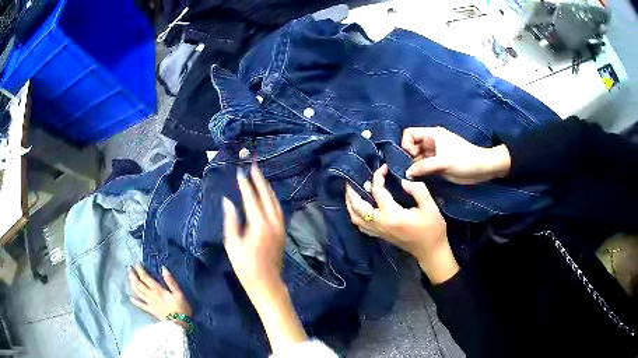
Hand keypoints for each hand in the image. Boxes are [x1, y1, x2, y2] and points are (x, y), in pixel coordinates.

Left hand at [128, 264, 192, 327]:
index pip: (146, 277)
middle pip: (139, 284)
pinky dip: (135, 301)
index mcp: (158, 290)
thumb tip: (163, 268)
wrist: (179, 324)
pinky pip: (141, 305)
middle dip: (133, 275)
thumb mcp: (179, 293)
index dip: (140, 269)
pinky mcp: (151, 310)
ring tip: (129, 278)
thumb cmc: (181, 308)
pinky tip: (131, 298)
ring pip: (138, 292)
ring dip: (133, 284)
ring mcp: (150, 303)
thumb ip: (171, 281)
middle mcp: (151, 295)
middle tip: (129, 269)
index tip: (137, 262)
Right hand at [223, 163, 308, 351]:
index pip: (251, 198)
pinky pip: (278, 209)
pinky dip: (272, 198)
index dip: (245, 184)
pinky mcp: (282, 231)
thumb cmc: (245, 267)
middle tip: (253, 165)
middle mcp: (273, 222)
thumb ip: (231, 221)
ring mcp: (280, 226)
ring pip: (275, 201)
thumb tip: (228, 201)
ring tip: (260, 175)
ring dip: (267, 187)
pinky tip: (268, 195)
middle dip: (259, 180)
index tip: (240, 172)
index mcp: (259, 225)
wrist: (267, 283)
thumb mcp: (232, 245)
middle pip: (266, 195)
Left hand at [345, 164, 458, 283]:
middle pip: (357, 206)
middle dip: (351, 191)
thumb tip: (403, 180)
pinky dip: (355, 215)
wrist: (430, 252)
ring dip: (350, 203)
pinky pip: (361, 225)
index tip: (384, 167)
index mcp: (391, 215)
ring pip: (355, 217)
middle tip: (350, 178)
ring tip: (351, 191)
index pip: (377, 191)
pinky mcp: (379, 235)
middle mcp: (380, 223)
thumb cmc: (433, 229)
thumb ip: (418, 190)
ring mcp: (378, 231)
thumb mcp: (430, 207)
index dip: (378, 176)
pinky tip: (359, 208)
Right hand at [402, 127, 510, 183]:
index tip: (413, 157)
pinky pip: (423, 166)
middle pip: (411, 146)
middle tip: (413, 170)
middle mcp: (430, 142)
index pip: (409, 134)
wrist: (482, 169)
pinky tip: (420, 178)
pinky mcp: (437, 164)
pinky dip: (420, 171)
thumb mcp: (443, 163)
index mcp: (432, 135)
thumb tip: (406, 173)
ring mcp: (434, 154)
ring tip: (415, 177)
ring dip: (414, 166)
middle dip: (409, 157)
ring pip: (416, 157)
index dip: (407, 145)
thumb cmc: (465, 160)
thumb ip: (424, 167)